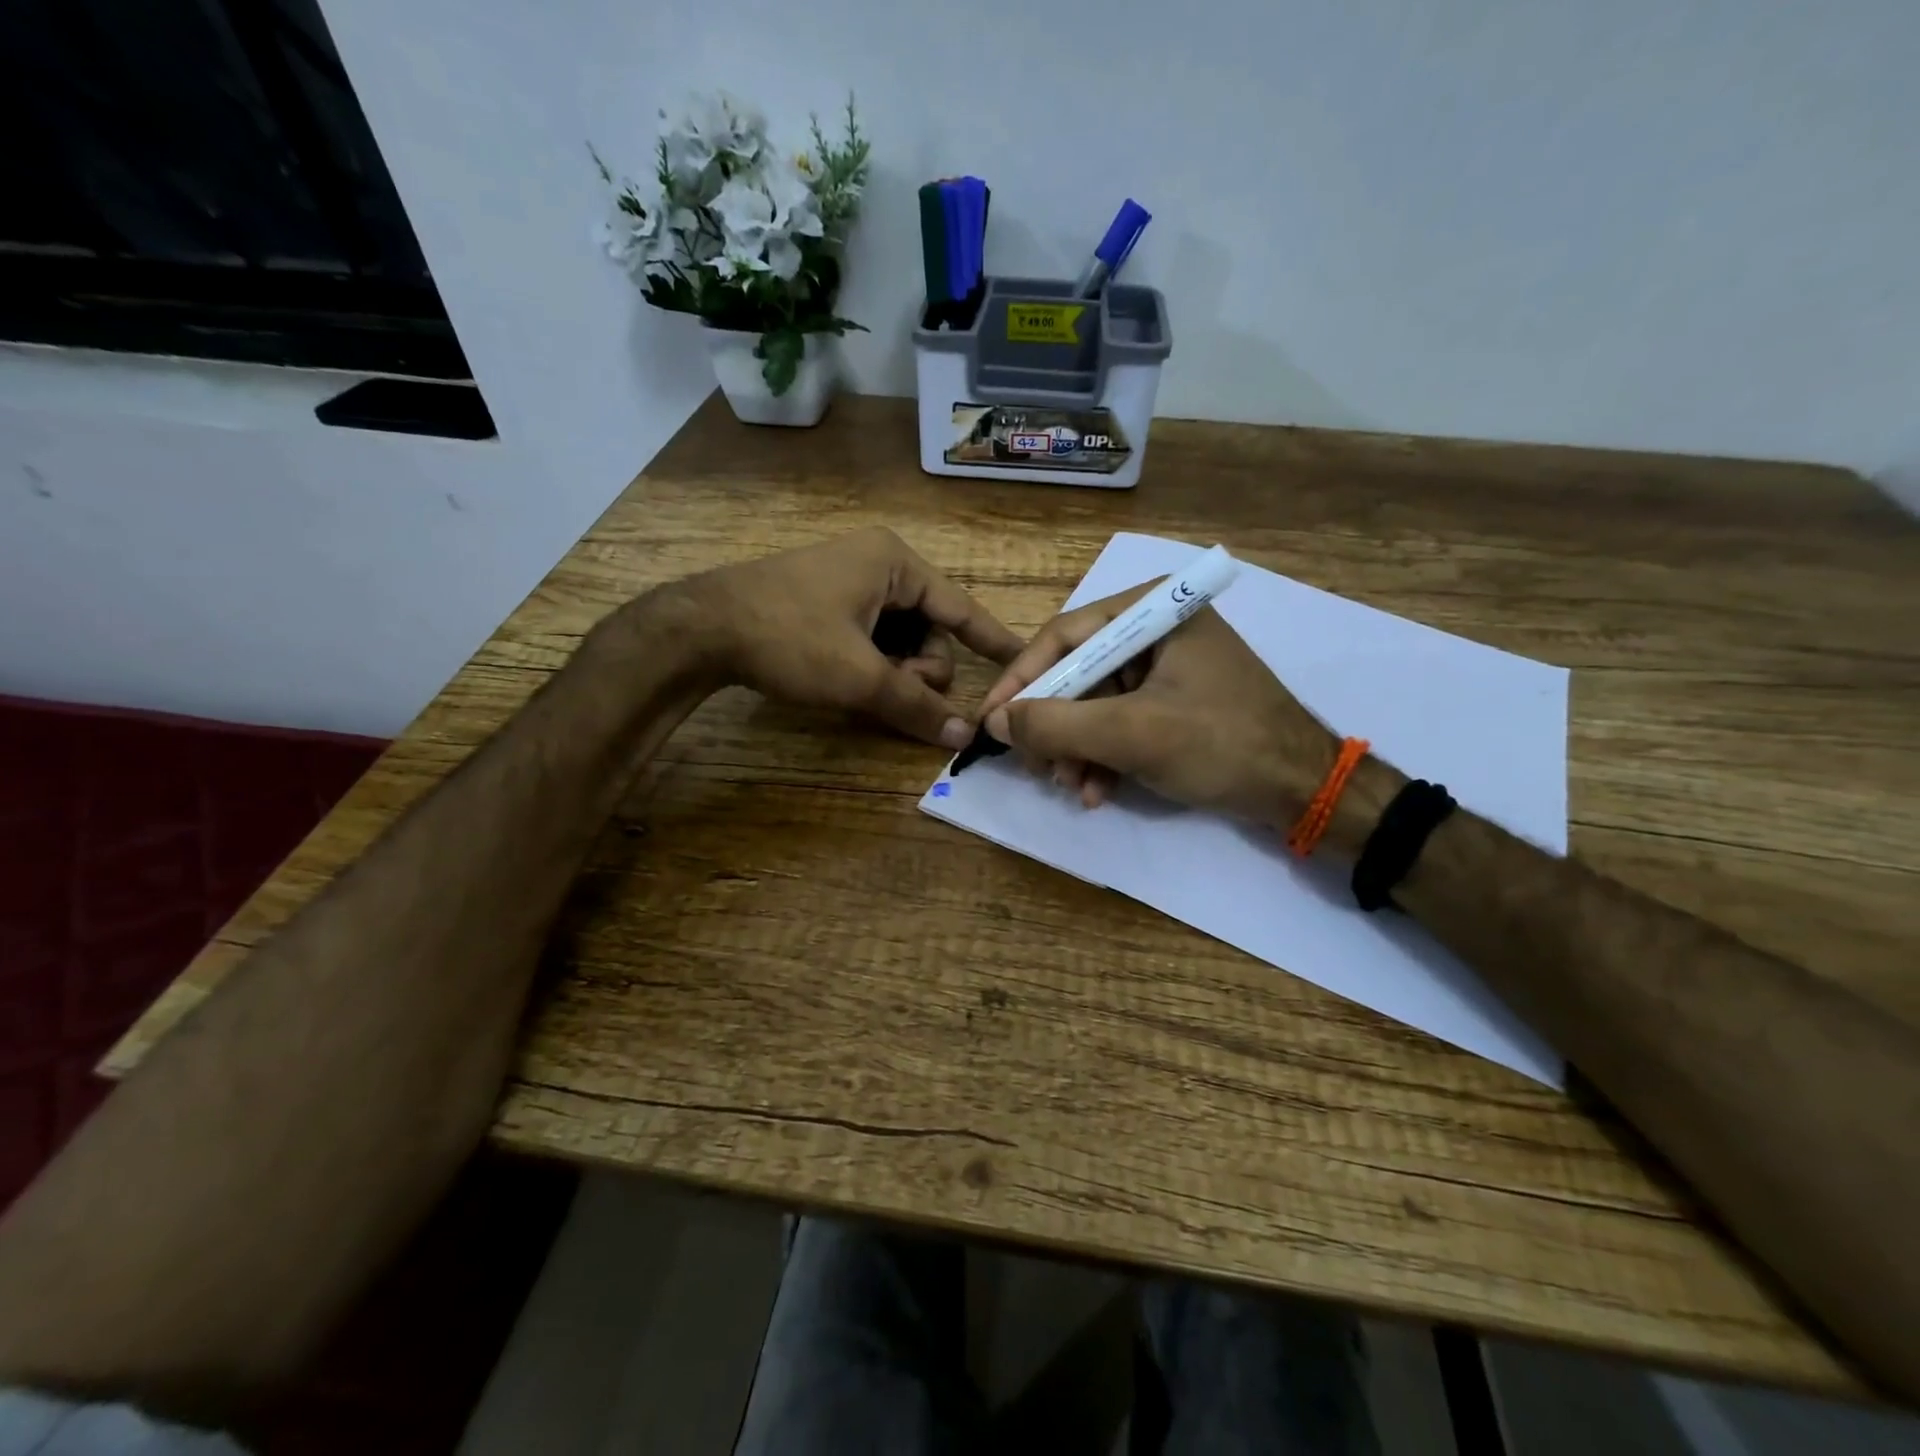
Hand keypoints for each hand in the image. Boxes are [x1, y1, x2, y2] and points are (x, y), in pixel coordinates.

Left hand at [678, 528, 1022, 747]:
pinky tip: (848, 679)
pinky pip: (872, 636)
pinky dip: (871, 662)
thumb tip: (964, 738)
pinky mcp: (826, 600)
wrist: (701, 627)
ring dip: (893, 670)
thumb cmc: (790, 638)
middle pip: (928, 628)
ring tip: (862, 686)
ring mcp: (849, 581)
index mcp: (895, 564)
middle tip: (892, 689)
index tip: (1025, 662)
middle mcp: (878, 564)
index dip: (993, 640)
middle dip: (917, 667)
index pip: (961, 607)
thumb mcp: (859, 676)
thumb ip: (915, 705)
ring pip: (899, 638)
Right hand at [977, 583, 1336, 820]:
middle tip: (1038, 768)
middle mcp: (1155, 628)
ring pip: (1093, 704)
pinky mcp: (1173, 701)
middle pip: (1077, 673)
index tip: (989, 720)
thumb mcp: (1131, 734)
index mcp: (1152, 610)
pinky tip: (1098, 791)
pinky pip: (1118, 722)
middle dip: (1054, 727)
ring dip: (1076, 750)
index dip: (1020, 681)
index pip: (1064, 637)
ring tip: (1074, 788)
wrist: (1304, 789)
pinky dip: (1102, 756)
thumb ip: (1056, 724)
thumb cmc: (1220, 745)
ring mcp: (1165, 666)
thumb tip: (994, 721)